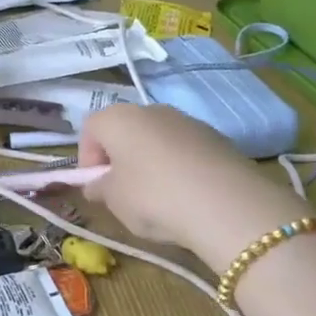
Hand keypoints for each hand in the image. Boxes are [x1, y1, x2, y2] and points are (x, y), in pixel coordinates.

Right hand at [78, 105, 309, 269]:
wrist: (227, 206)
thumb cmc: (154, 198)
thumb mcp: (114, 201)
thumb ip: (99, 189)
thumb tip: (96, 185)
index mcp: (117, 118)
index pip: (90, 129)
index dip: (87, 159)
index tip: (96, 187)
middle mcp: (150, 109)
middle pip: (125, 130)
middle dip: (120, 158)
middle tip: (124, 192)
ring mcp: (186, 120)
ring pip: (157, 139)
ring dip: (151, 162)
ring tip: (160, 198)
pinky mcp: (216, 137)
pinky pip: (185, 150)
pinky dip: (180, 167)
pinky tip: (188, 196)